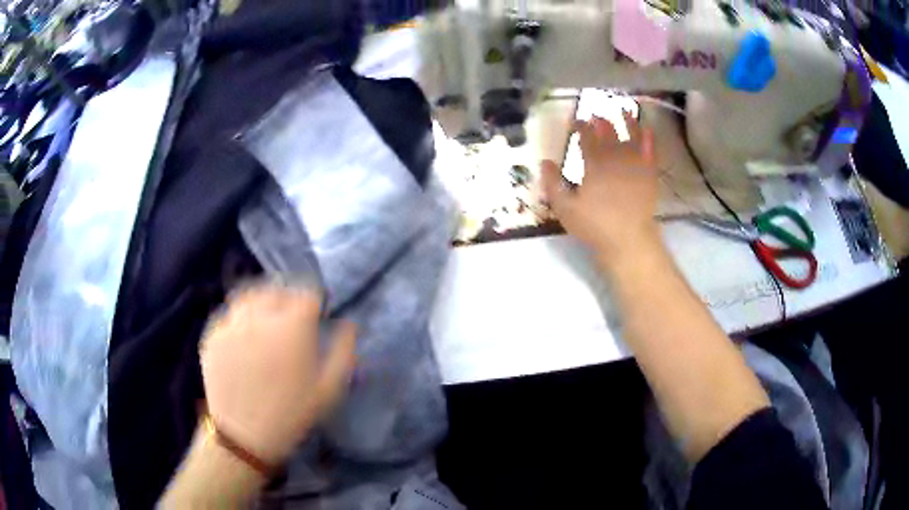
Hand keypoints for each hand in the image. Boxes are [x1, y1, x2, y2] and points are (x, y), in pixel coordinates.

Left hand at [200, 284, 355, 465]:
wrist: (244, 436)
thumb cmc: (292, 414)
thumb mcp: (329, 389)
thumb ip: (343, 351)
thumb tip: (349, 324)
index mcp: (291, 327)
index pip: (307, 294)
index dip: (314, 303)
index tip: (316, 316)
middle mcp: (259, 316)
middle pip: (276, 290)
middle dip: (287, 299)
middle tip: (291, 319)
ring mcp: (232, 323)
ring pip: (248, 295)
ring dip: (261, 301)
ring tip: (265, 319)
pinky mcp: (213, 335)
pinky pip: (228, 314)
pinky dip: (239, 317)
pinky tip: (244, 335)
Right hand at [541, 112, 659, 265]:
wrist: (628, 240)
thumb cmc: (595, 226)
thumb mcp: (565, 209)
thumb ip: (553, 184)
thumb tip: (544, 162)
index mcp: (594, 164)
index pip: (586, 137)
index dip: (580, 126)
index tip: (576, 121)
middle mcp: (615, 158)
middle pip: (608, 133)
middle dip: (601, 121)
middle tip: (596, 115)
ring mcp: (635, 164)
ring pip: (631, 135)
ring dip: (627, 122)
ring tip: (624, 111)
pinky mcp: (649, 174)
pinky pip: (650, 150)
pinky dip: (649, 138)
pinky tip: (648, 129)